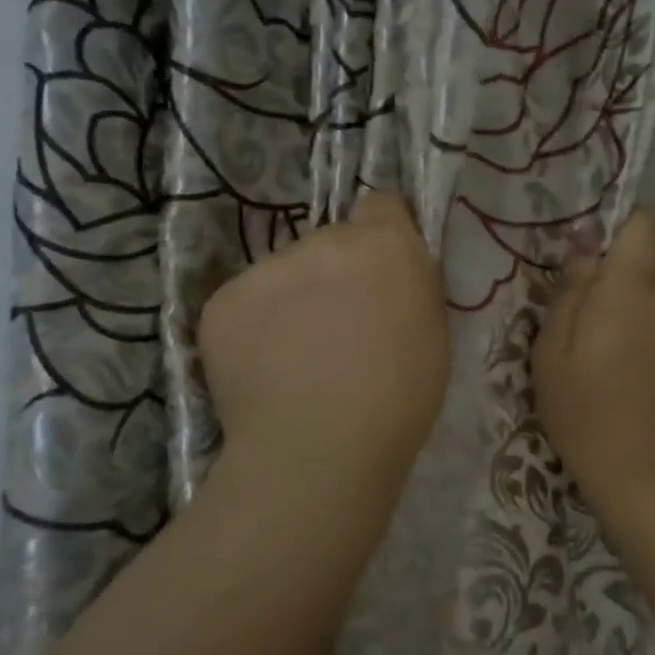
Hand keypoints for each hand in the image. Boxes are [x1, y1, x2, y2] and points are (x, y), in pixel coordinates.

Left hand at [199, 190, 448, 503]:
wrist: (320, 451)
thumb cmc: (398, 401)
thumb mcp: (432, 334)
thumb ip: (410, 287)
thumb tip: (390, 277)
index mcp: (383, 245)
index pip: (381, 204)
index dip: (383, 235)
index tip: (381, 272)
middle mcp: (323, 241)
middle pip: (329, 244)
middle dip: (335, 275)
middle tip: (338, 331)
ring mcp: (267, 268)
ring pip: (284, 274)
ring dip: (293, 301)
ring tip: (296, 361)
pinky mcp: (222, 301)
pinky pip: (246, 304)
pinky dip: (255, 330)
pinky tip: (264, 371)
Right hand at [533, 208, 654, 514]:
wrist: (638, 472)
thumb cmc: (580, 407)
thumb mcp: (552, 347)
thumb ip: (572, 287)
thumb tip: (585, 239)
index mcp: (628, 291)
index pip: (646, 226)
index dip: (626, 224)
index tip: (599, 249)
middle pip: (645, 270)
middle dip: (617, 286)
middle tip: (585, 329)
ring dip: (633, 318)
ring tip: (608, 362)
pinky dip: (651, 343)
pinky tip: (634, 380)